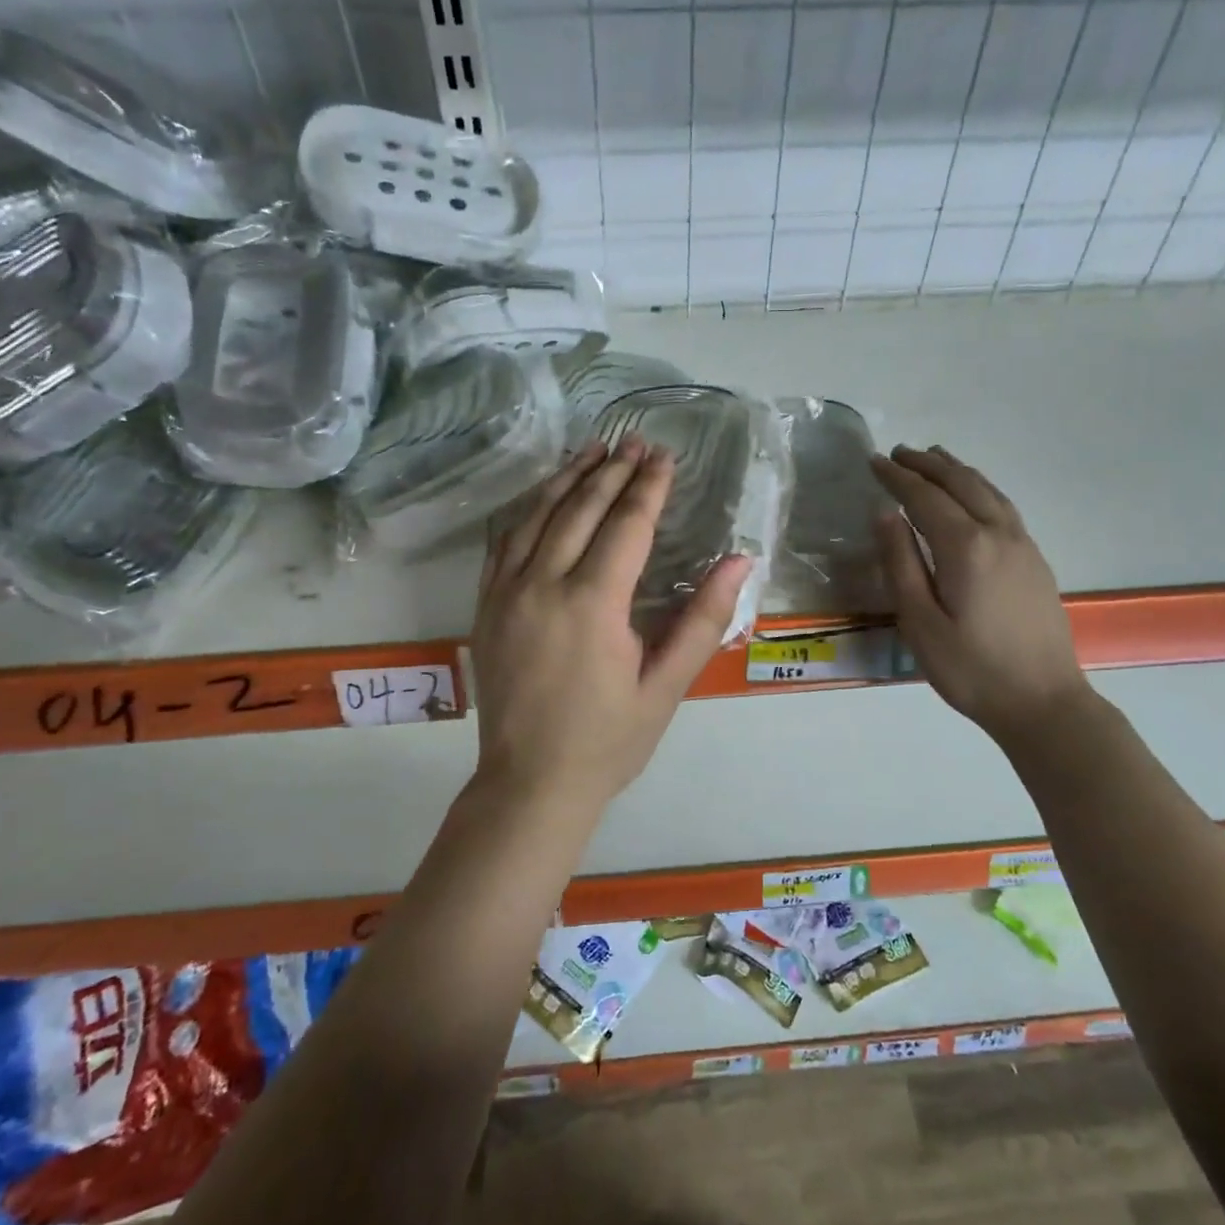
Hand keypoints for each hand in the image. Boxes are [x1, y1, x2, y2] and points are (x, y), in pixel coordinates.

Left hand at [472, 436, 752, 806]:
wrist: (529, 784)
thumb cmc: (608, 740)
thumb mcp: (666, 686)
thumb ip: (703, 620)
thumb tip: (739, 561)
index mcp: (593, 604)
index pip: (626, 526)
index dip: (648, 487)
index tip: (665, 456)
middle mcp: (543, 584)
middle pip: (581, 509)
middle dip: (611, 471)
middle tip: (634, 441)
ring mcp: (507, 593)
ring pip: (537, 516)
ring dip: (567, 479)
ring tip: (592, 449)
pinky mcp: (486, 606)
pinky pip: (504, 542)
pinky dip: (527, 510)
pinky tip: (543, 495)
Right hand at [870, 445, 1090, 743]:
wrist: (1043, 702)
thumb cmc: (970, 668)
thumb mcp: (919, 621)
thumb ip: (900, 562)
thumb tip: (885, 513)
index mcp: (965, 547)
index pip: (924, 497)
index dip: (897, 477)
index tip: (873, 461)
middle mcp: (997, 534)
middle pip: (960, 483)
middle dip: (926, 464)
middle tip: (897, 453)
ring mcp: (1023, 544)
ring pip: (987, 490)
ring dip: (956, 470)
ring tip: (933, 458)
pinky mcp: (1035, 559)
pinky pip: (1003, 505)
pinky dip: (980, 487)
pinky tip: (973, 494)